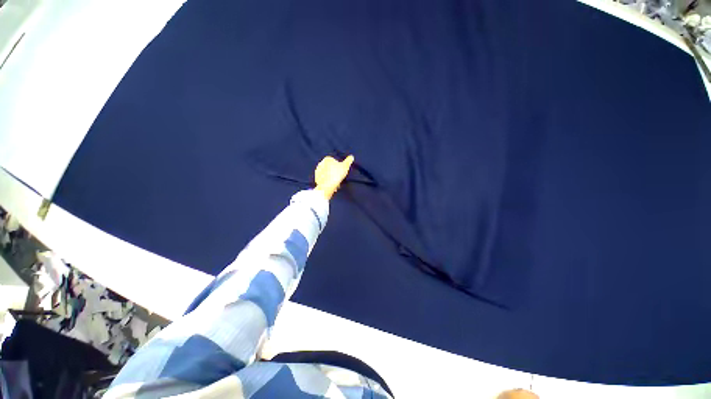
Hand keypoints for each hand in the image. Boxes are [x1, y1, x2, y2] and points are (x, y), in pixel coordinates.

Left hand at [314, 155, 353, 199]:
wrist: (327, 185)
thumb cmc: (337, 174)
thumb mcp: (345, 166)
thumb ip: (348, 161)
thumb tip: (351, 157)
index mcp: (327, 159)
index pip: (335, 162)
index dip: (339, 168)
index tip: (342, 173)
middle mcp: (321, 163)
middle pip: (330, 168)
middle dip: (335, 173)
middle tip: (339, 179)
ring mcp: (318, 171)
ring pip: (327, 174)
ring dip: (332, 179)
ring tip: (337, 184)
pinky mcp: (316, 178)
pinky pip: (324, 180)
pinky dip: (328, 182)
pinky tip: (332, 186)